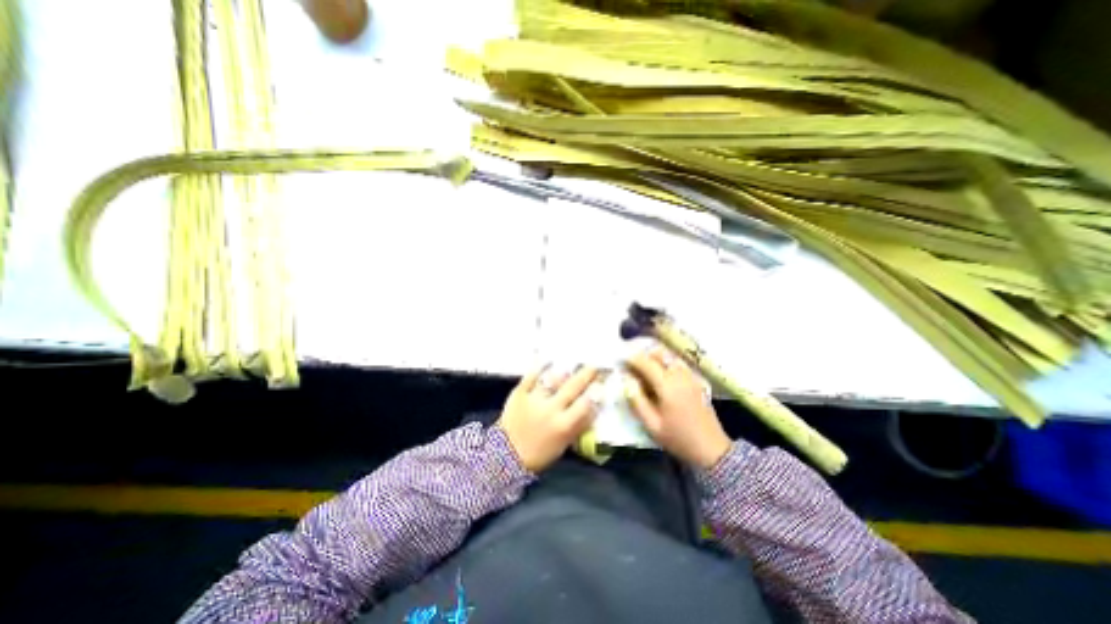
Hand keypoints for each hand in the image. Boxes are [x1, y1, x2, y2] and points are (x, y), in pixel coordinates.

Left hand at [497, 365, 599, 471]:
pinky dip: (539, 367)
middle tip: (594, 366)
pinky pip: (531, 376)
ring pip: (553, 379)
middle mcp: (551, 409)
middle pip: (573, 387)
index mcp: (564, 425)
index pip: (586, 404)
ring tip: (570, 365)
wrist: (504, 456)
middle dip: (586, 374)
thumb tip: (591, 408)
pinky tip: (546, 360)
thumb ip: (577, 425)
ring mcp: (534, 399)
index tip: (601, 384)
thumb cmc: (539, 454)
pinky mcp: (519, 393)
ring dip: (564, 371)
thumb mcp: (564, 444)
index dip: (596, 392)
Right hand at [620, 350, 734, 470]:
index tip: (621, 359)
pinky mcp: (696, 381)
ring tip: (644, 367)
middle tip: (632, 363)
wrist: (712, 449)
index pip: (647, 363)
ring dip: (655, 357)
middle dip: (644, 355)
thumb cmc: (678, 438)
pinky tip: (661, 374)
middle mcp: (679, 376)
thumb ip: (637, 401)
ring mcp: (690, 377)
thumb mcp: (652, 425)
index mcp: (667, 386)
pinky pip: (678, 364)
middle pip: (660, 354)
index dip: (632, 359)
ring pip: (670, 357)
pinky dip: (666, 362)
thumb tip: (626, 381)